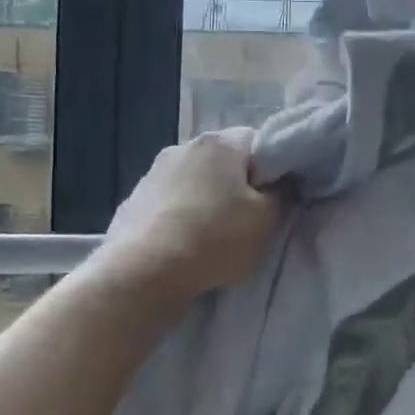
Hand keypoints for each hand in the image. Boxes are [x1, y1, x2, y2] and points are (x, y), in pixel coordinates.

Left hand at [102, 129, 281, 302]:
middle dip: (236, 185)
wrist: (142, 272)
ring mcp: (153, 172)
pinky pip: (169, 203)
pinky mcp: (133, 200)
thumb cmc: (215, 238)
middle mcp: (184, 146)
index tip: (273, 199)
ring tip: (212, 237)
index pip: (258, 142)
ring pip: (194, 182)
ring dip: (205, 201)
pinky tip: (183, 245)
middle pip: (223, 162)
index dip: (271, 169)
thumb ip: (281, 195)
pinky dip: (180, 217)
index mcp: (220, 143)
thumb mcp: (267, 220)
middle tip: (247, 220)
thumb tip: (279, 185)